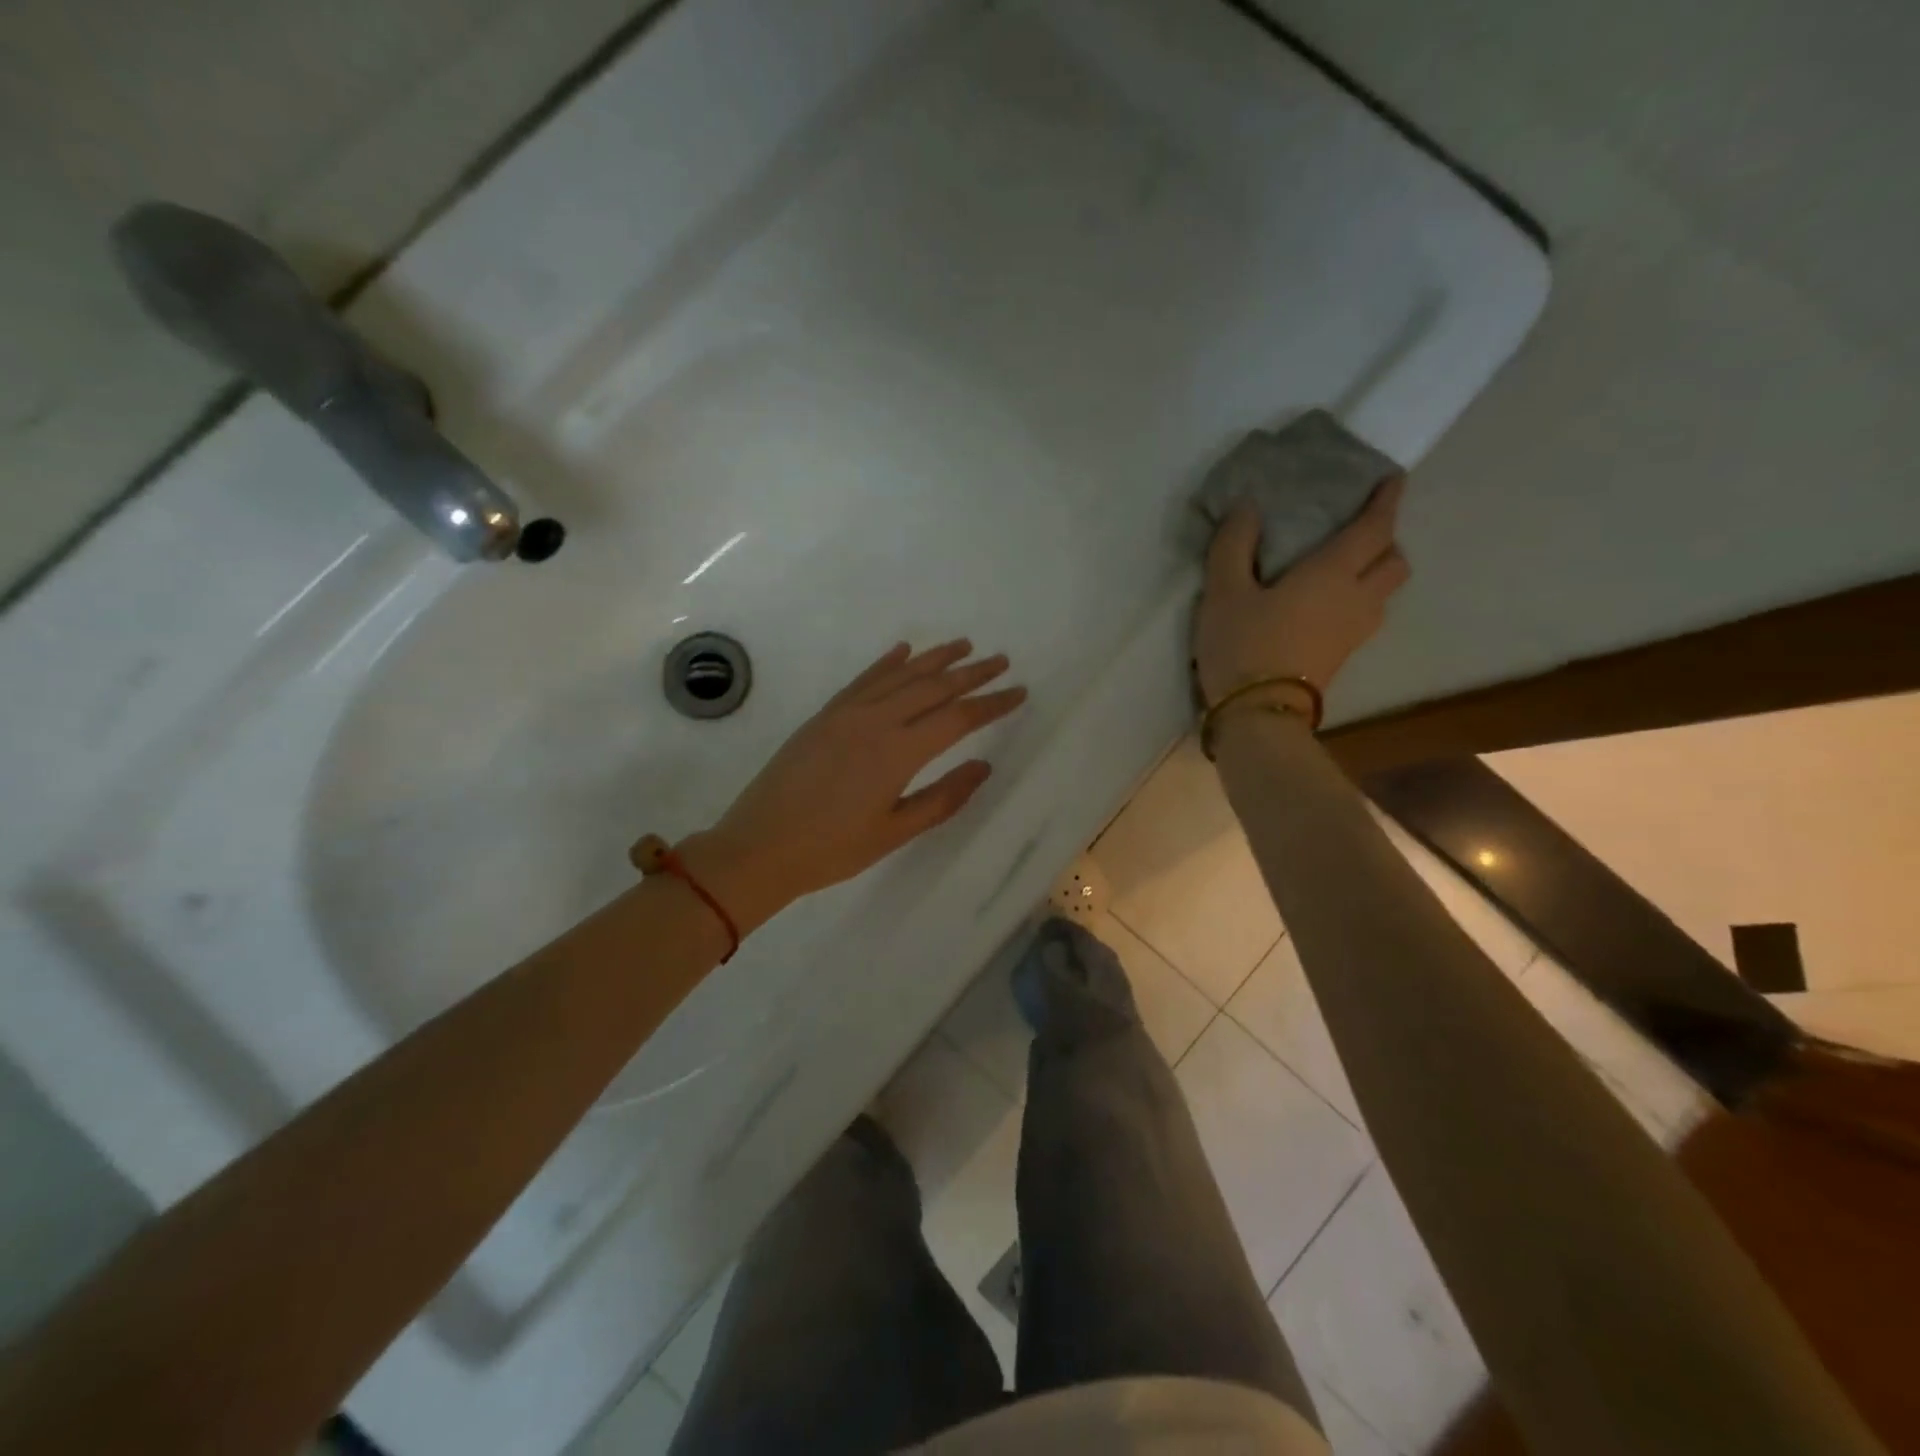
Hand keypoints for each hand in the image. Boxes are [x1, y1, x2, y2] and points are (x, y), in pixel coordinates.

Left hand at [680, 640, 1026, 931]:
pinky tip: (904, 651)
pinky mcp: (824, 715)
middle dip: (971, 673)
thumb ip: (943, 798)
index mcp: (898, 753)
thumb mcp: (895, 832)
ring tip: (964, 646)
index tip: (1019, 691)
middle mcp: (875, 721)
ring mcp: (846, 713)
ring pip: (899, 675)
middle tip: (1001, 660)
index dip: (992, 703)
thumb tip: (983, 766)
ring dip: (935, 658)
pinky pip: (863, 679)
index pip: (957, 718)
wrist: (759, 847)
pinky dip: (887, 663)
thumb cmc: (832, 850)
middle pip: (933, 687)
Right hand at [1192, 477, 1410, 706]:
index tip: (1393, 479)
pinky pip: (1367, 615)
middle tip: (1361, 531)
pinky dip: (1360, 599)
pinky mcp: (1342, 656)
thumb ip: (1233, 545)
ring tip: (1347, 569)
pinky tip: (1330, 605)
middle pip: (1394, 561)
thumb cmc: (1243, 645)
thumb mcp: (1223, 592)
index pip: (1373, 528)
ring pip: (1386, 592)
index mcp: (1332, 573)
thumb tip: (1247, 508)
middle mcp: (1356, 598)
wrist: (1258, 714)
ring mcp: (1354, 632)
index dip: (1386, 501)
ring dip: (1377, 573)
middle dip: (1386, 541)